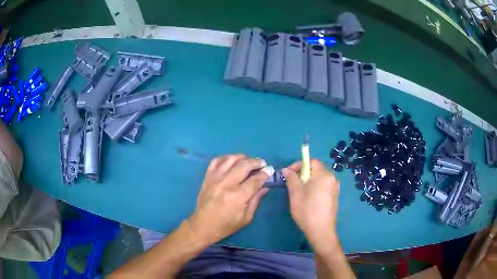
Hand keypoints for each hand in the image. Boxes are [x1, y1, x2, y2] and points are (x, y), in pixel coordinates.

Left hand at [188, 154, 273, 244]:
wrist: (203, 225)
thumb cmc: (227, 225)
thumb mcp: (246, 217)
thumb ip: (256, 200)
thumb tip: (266, 186)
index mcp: (238, 197)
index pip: (255, 180)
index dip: (265, 174)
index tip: (270, 170)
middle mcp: (227, 184)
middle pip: (244, 165)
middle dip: (256, 162)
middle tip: (262, 164)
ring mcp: (215, 179)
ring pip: (230, 159)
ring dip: (242, 157)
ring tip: (249, 160)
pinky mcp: (207, 177)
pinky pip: (216, 161)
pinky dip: (225, 157)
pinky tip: (232, 160)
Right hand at [282, 159, 339, 244]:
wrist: (321, 230)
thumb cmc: (307, 209)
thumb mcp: (295, 192)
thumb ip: (291, 178)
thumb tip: (287, 170)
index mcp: (324, 174)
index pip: (311, 161)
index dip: (299, 164)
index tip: (289, 174)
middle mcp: (332, 178)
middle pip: (316, 169)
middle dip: (303, 173)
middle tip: (292, 183)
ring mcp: (335, 188)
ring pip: (319, 178)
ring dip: (308, 181)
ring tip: (298, 191)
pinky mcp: (334, 197)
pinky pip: (323, 186)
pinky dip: (315, 187)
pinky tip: (308, 198)